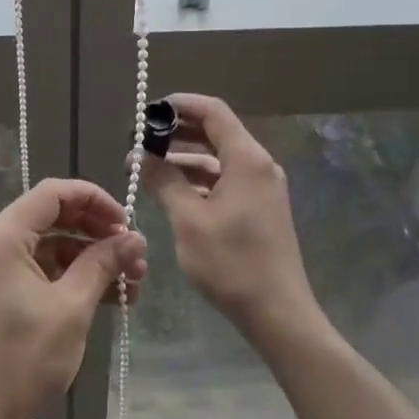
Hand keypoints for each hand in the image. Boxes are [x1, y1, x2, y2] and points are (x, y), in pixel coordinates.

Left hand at [0, 179, 147, 418]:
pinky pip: (36, 269)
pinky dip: (68, 277)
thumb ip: (102, 264)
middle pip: (51, 217)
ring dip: (88, 259)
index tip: (127, 223)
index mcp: (2, 237)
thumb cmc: (22, 360)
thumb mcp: (71, 308)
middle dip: (96, 233)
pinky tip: (104, 298)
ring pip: (47, 246)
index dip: (94, 199)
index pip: (53, 193)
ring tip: (130, 284)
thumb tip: (134, 239)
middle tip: (134, 256)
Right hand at [142, 93, 319, 343]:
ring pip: (218, 158)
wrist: (278, 314)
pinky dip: (198, 179)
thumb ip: (164, 181)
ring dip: (184, 158)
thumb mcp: (188, 220)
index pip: (213, 111)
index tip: (148, 111)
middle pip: (215, 132)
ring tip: (146, 167)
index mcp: (246, 159)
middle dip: (177, 132)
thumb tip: (141, 155)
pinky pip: (225, 179)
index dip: (180, 104)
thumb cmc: (232, 263)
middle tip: (140, 141)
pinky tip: (171, 190)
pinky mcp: (259, 208)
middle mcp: (258, 165)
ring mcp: (261, 188)